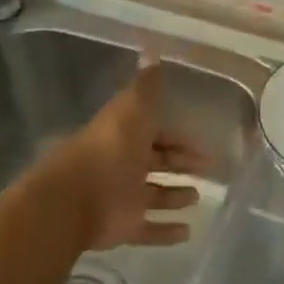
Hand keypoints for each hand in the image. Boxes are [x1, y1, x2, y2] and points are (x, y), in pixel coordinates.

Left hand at [60, 60, 210, 249]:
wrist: (75, 199)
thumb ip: (146, 87)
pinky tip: (188, 231)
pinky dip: (167, 231)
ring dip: (175, 196)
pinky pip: (149, 229)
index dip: (177, 137)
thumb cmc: (109, 150)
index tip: (201, 143)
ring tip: (198, 198)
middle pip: (157, 163)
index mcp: (124, 137)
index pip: (155, 133)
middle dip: (180, 163)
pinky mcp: (123, 227)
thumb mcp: (132, 109)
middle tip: (209, 168)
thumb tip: (154, 52)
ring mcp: (123, 198)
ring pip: (154, 196)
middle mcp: (123, 166)